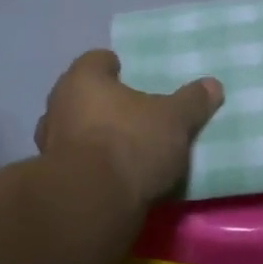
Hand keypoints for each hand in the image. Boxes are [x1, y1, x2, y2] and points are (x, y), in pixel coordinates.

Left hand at [35, 49, 222, 208]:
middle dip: (104, 102)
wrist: (91, 203)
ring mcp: (49, 142)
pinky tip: (112, 176)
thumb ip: (192, 101)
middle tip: (132, 113)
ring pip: (74, 129)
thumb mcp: (174, 120)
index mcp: (83, 78)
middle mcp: (58, 104)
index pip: (97, 60)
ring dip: (93, 135)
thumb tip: (213, 85)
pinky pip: (74, 162)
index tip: (133, 77)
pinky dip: (89, 165)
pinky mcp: (51, 178)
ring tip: (123, 147)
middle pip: (82, 95)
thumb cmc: (130, 143)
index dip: (115, 66)